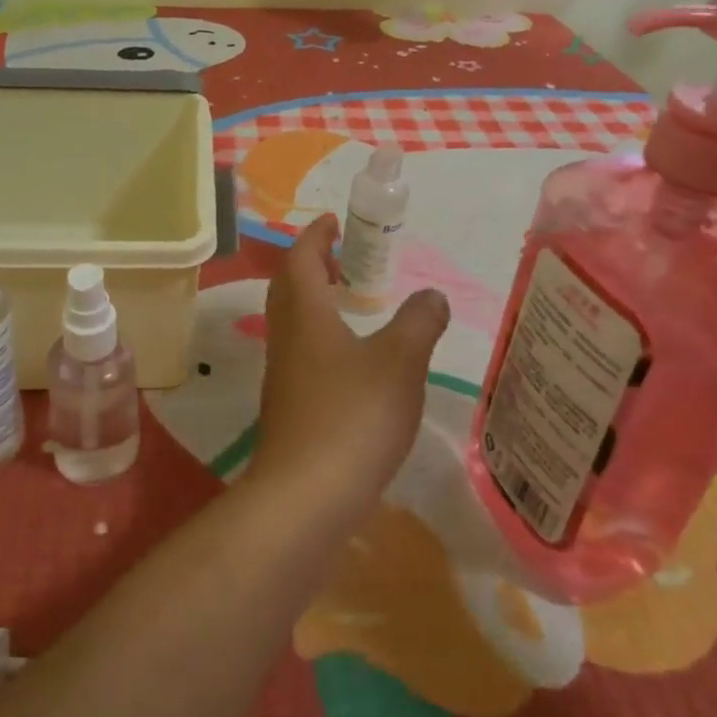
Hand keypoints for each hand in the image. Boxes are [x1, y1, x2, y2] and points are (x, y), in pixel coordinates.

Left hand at [247, 215, 449, 527]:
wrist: (306, 496)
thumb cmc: (353, 416)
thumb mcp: (400, 363)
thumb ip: (419, 323)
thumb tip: (433, 295)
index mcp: (305, 313)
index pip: (301, 258)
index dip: (316, 236)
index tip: (332, 221)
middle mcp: (286, 337)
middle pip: (289, 286)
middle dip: (312, 264)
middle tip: (344, 256)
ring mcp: (282, 374)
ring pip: (292, 321)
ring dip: (314, 300)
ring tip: (350, 301)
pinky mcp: (288, 406)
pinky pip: (300, 351)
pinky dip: (320, 336)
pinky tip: (349, 358)